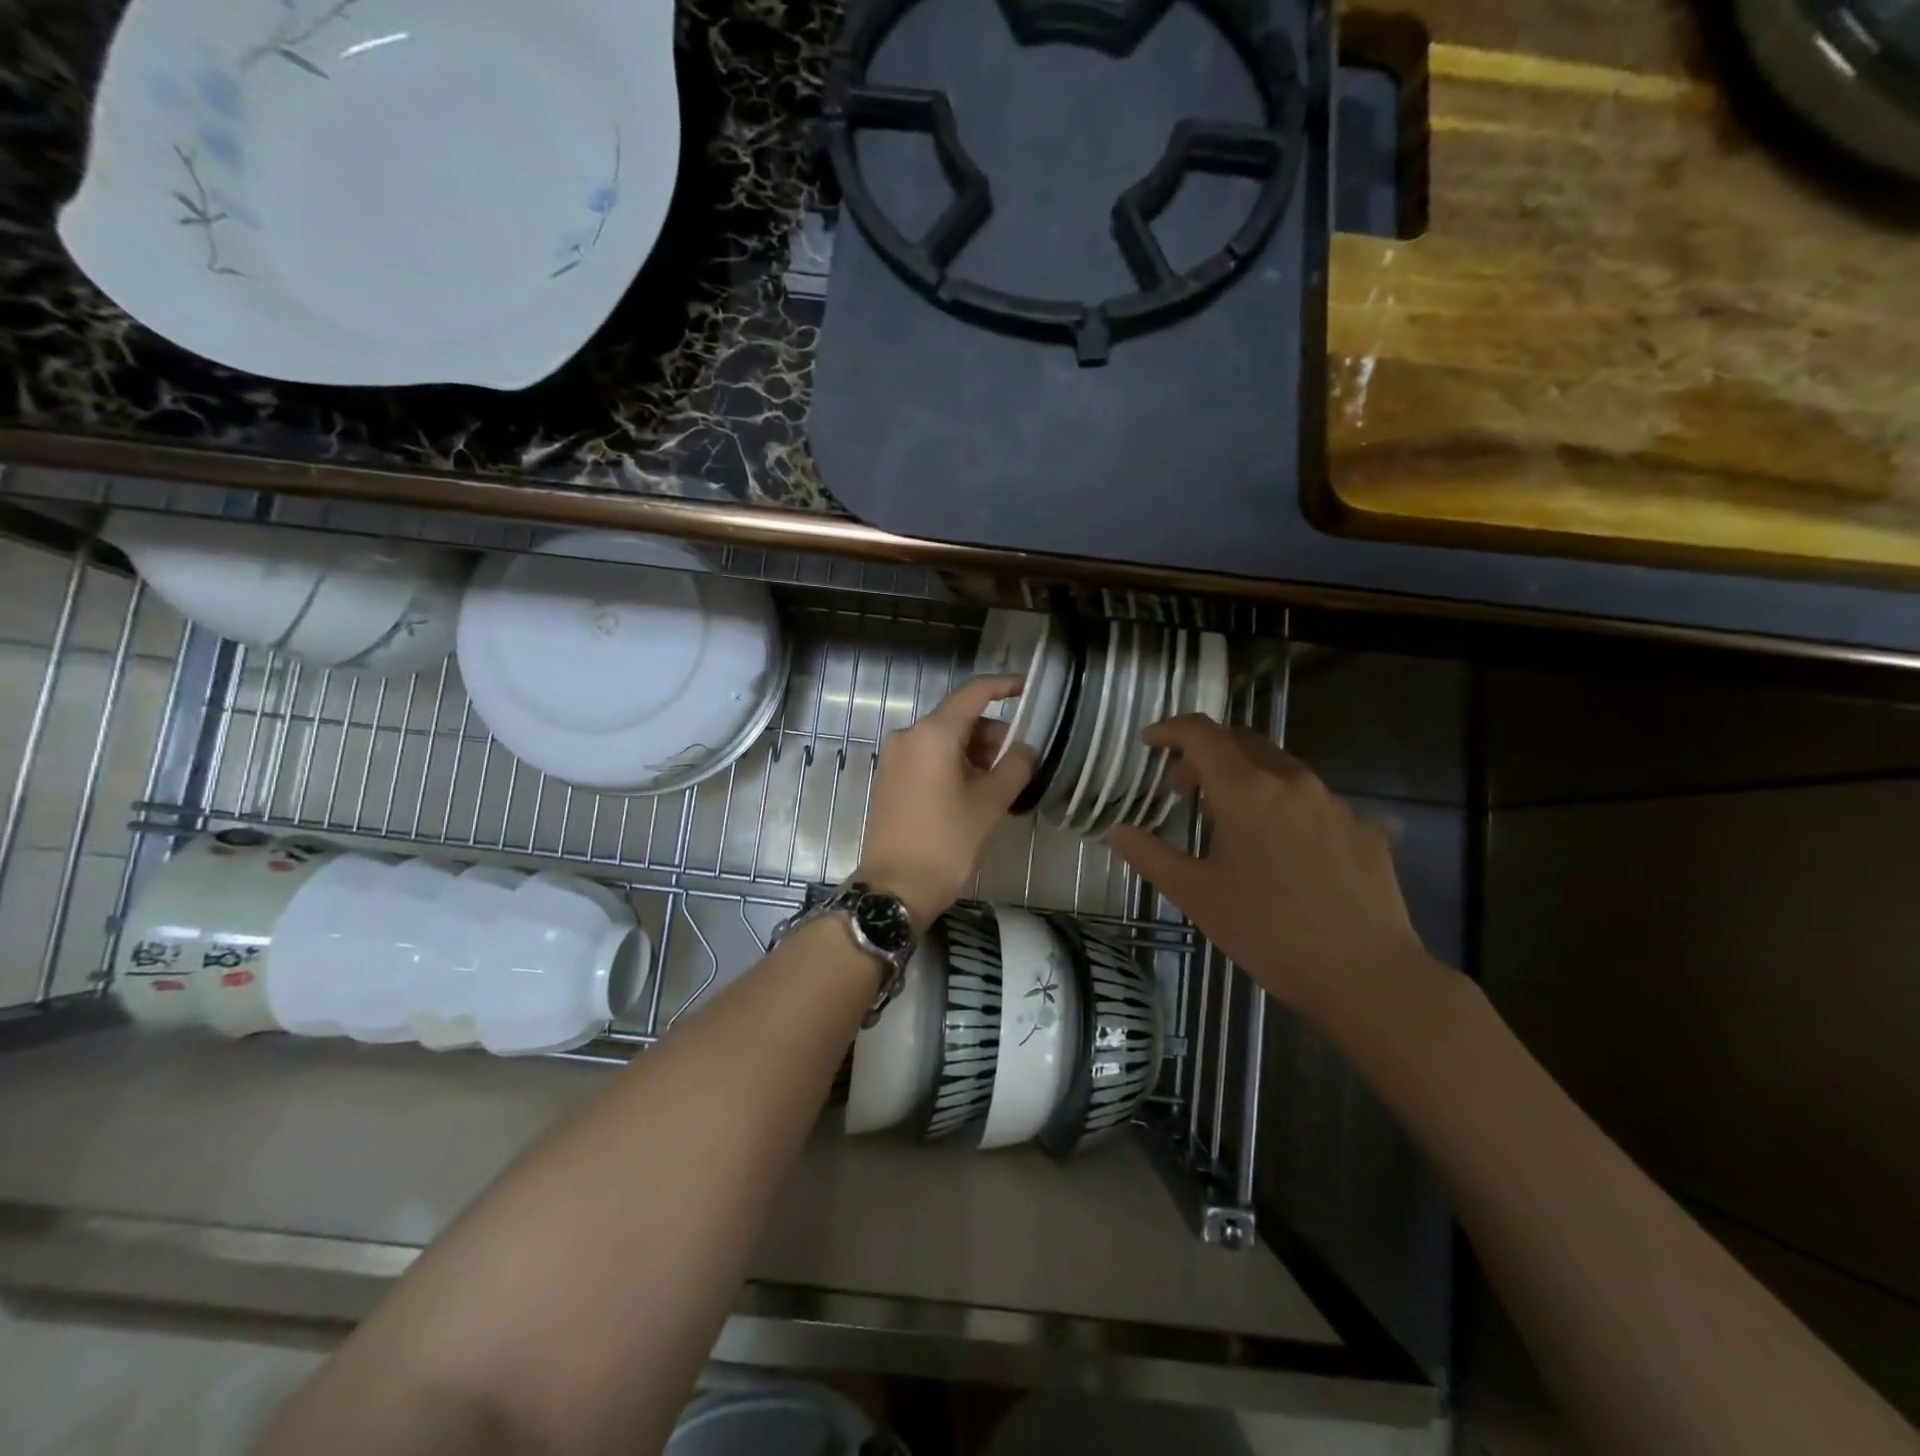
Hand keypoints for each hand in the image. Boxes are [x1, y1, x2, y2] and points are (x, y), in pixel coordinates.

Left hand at [857, 675, 1034, 927]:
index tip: (1029, 689)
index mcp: (933, 733)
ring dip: (975, 752)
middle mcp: (909, 736)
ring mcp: (895, 757)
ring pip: (944, 740)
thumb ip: (1015, 766)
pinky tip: (973, 791)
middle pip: (959, 718)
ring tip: (1000, 783)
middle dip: (993, 733)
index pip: (974, 692)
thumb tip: (1026, 747)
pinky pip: (928, 758)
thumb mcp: (990, 803)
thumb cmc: (947, 842)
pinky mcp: (889, 779)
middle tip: (1021, 760)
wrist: (895, 887)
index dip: (1004, 686)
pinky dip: (954, 764)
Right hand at [1108, 715, 1443, 1033]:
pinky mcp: (1366, 828)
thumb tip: (1117, 831)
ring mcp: (1335, 803)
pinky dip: (1286, 807)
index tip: (1151, 742)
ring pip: (1281, 769)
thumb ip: (1150, 855)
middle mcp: (1292, 781)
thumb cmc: (1266, 931)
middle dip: (1206, 755)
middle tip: (1184, 791)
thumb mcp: (1195, 895)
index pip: (1201, 734)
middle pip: (1242, 742)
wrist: (1365, 975)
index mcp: (1246, 789)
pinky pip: (1315, 802)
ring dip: (1246, 779)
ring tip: (1232, 821)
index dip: (1171, 730)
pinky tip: (1285, 850)